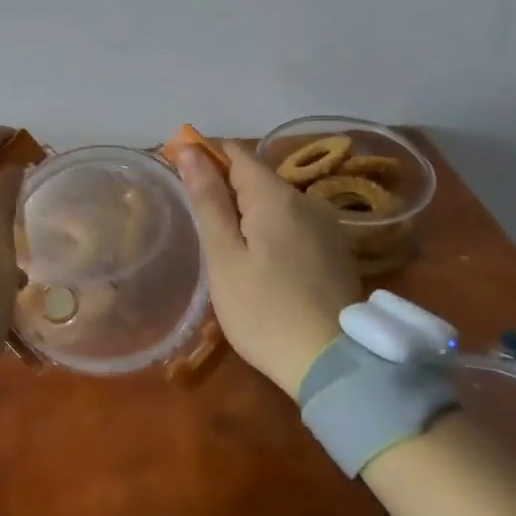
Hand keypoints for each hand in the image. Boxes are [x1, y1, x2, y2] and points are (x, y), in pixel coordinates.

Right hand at [176, 141, 359, 396]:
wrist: (334, 365)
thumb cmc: (265, 311)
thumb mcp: (224, 257)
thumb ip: (208, 201)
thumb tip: (191, 151)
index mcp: (276, 196)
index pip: (236, 153)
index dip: (206, 156)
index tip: (180, 175)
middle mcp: (306, 200)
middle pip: (257, 177)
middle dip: (225, 188)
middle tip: (198, 222)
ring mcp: (326, 226)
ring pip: (276, 202)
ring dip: (247, 211)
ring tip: (224, 245)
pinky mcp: (335, 251)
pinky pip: (294, 224)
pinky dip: (270, 229)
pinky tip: (259, 261)